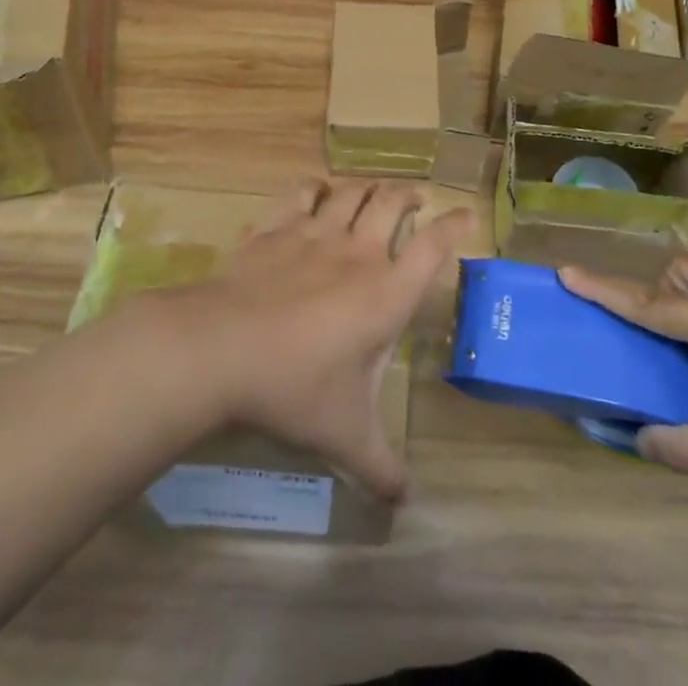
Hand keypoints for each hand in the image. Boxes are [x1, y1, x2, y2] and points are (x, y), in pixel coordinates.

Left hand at [162, 181, 472, 502]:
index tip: (466, 216)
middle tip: (415, 198)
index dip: (454, 226)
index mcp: (386, 293)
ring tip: (373, 190)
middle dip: (409, 195)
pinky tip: (316, 191)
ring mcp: (314, 233)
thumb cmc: (295, 387)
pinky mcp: (276, 227)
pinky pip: (301, 193)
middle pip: (392, 203)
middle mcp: (357, 252)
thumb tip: (405, 501)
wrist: (221, 348)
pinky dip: (314, 187)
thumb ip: (380, 466)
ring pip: (351, 191)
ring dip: (367, 186)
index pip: (433, 247)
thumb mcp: (345, 436)